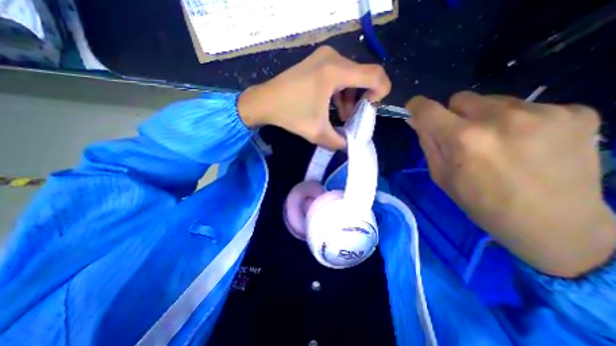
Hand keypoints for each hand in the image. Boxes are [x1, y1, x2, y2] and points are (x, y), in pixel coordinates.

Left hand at [236, 45, 387, 148]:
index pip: (375, 75)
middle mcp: (333, 58)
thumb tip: (350, 146)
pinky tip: (333, 107)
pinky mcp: (318, 62)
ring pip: (351, 77)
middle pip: (363, 76)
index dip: (381, 92)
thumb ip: (338, 142)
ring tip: (341, 116)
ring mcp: (324, 57)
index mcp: (335, 71)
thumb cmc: (290, 114)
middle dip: (361, 100)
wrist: (264, 102)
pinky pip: (339, 75)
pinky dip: (341, 92)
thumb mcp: (317, 133)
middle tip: (353, 118)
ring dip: (350, 98)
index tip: (370, 110)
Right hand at [408, 92, 612, 277]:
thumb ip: (427, 143)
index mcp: (463, 139)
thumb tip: (415, 120)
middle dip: (454, 114)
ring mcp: (542, 112)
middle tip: (463, 136)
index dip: (417, 105)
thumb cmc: (481, 203)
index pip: (428, 109)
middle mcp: (499, 119)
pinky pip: (527, 106)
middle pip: (460, 98)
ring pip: (492, 100)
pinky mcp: (576, 112)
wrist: (554, 225)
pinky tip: (527, 144)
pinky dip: (518, 121)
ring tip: (498, 143)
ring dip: (485, 117)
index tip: (415, 108)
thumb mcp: (441, 176)